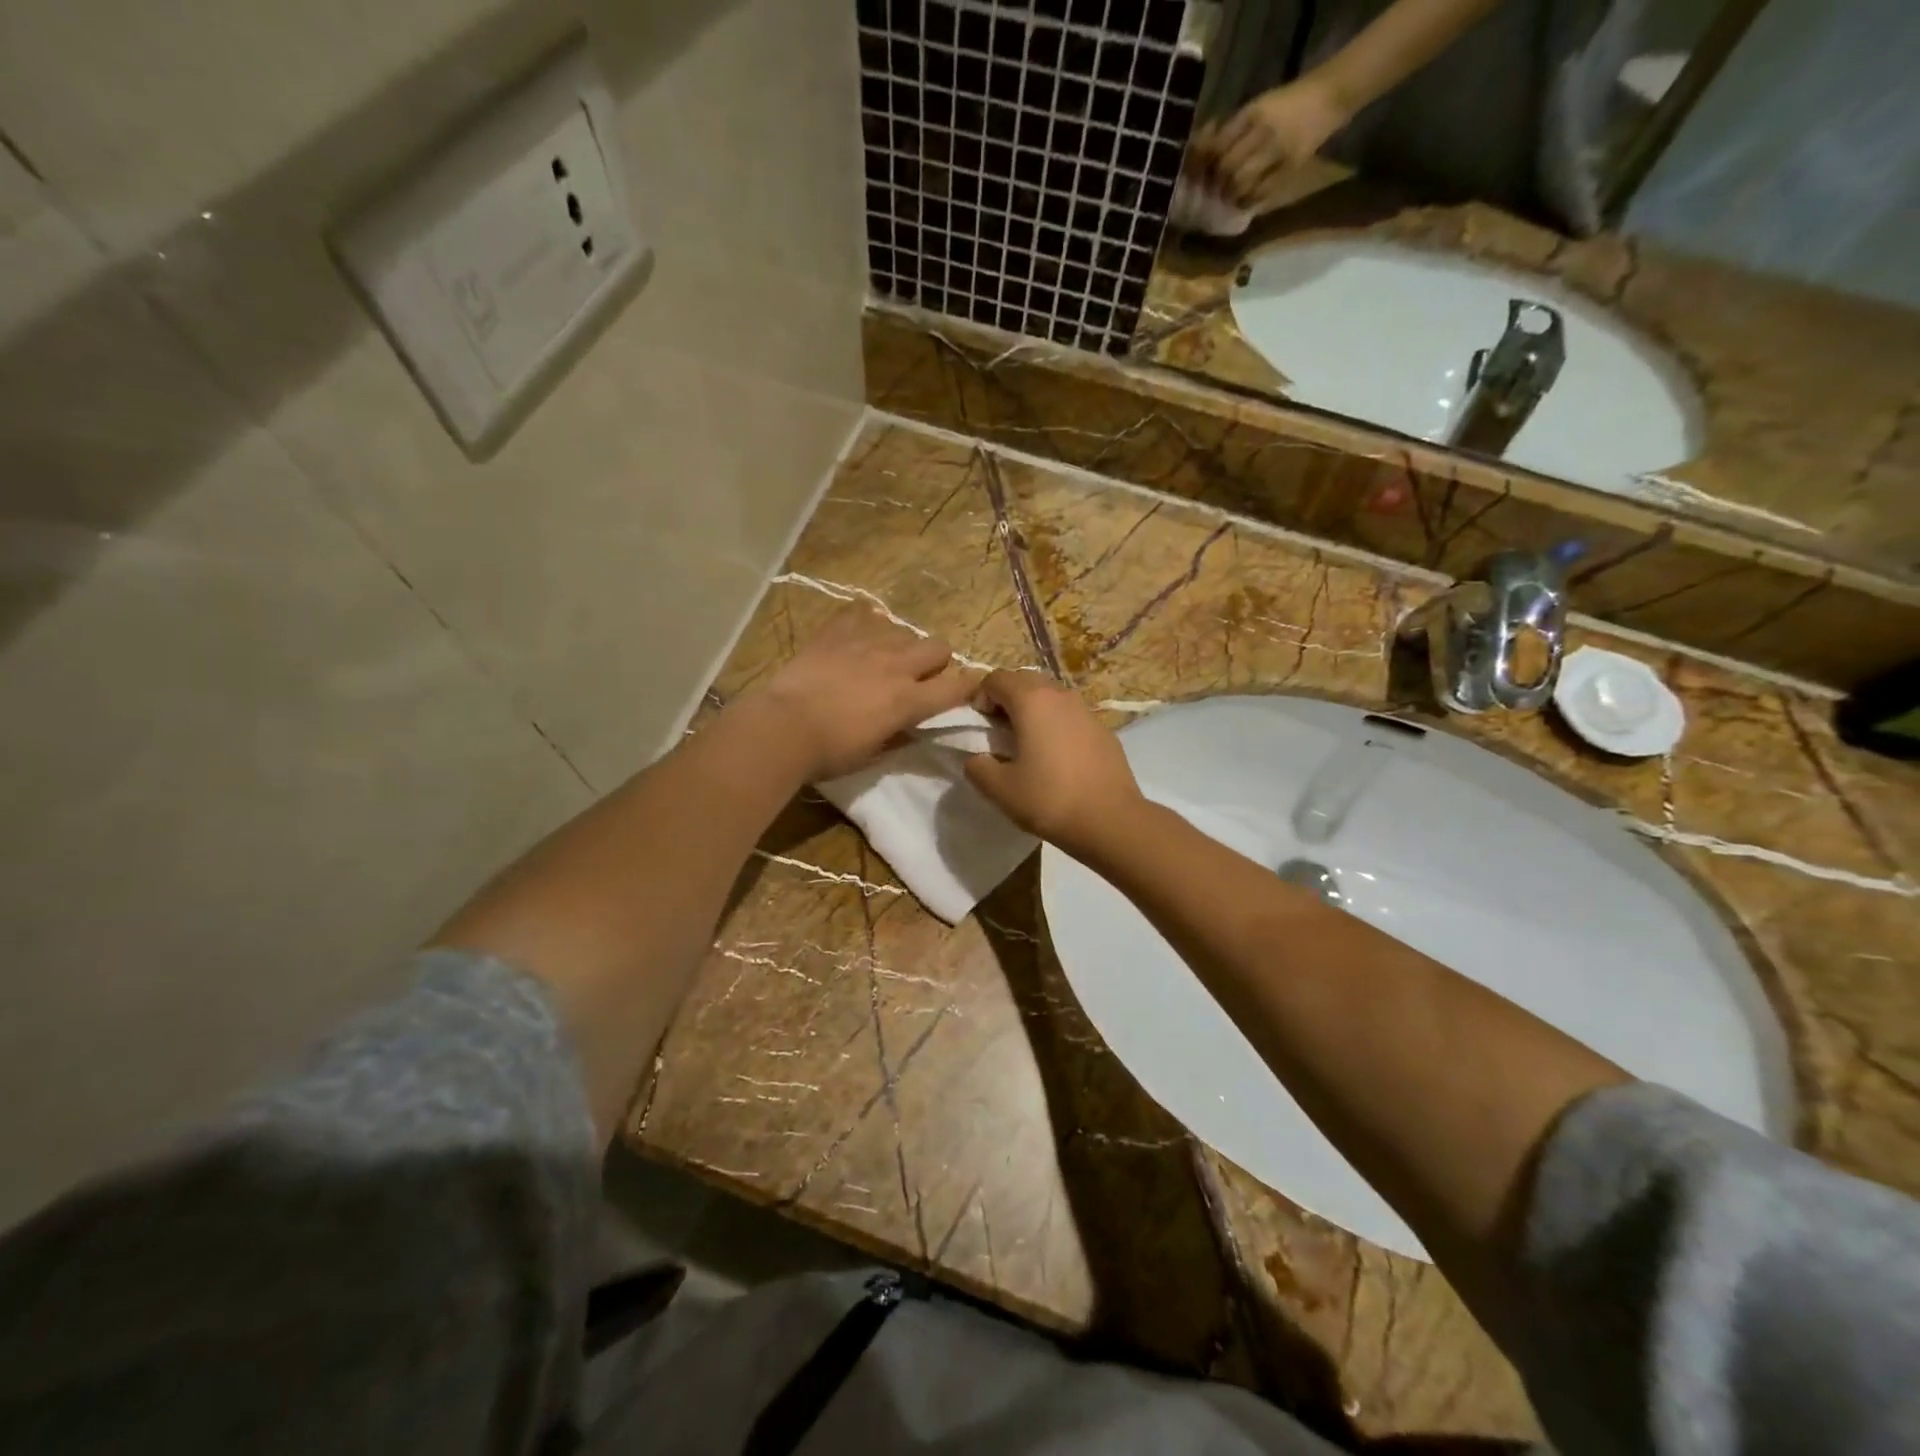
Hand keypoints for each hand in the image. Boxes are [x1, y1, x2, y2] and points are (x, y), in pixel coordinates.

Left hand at [751, 604, 977, 780]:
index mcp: (908, 701)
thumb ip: (898, 737)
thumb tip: (911, 728)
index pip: (956, 687)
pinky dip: (865, 622)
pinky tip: (856, 636)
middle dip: (936, 661)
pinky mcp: (837, 631)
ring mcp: (866, 643)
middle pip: (938, 647)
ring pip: (903, 630)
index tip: (969, 688)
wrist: (782, 727)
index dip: (969, 687)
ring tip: (881, 658)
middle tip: (918, 677)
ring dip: (900, 645)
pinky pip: (863, 612)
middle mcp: (896, 665)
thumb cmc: (828, 752)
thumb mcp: (872, 755)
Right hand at [964, 671, 1144, 857]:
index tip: (978, 725)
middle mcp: (1060, 695)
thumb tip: (977, 758)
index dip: (980, 697)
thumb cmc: (1050, 800)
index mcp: (1032, 701)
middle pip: (1025, 680)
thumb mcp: (999, 789)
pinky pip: (1071, 716)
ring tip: (1027, 743)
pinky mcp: (1104, 730)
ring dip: (1033, 710)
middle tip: (998, 731)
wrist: (1111, 820)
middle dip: (1006, 699)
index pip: (996, 678)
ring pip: (1051, 696)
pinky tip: (1057, 757)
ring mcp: (1086, 711)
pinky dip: (1056, 725)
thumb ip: (977, 767)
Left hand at [1198, 75, 1349, 210]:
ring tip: (1228, 197)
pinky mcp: (1290, 166)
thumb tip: (1204, 154)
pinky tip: (1245, 202)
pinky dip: (1249, 201)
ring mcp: (1278, 150)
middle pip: (1227, 167)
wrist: (1329, 96)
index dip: (1204, 164)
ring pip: (1241, 182)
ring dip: (1230, 195)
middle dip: (1216, 183)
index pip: (1218, 144)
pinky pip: (1262, 192)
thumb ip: (1233, 129)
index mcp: (1252, 112)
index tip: (1200, 174)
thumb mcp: (1258, 106)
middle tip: (1213, 190)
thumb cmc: (1288, 103)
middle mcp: (1263, 131)